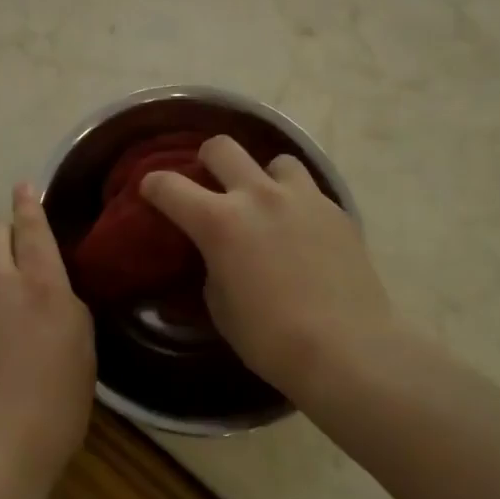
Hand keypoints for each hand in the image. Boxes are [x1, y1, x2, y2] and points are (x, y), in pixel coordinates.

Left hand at [0, 185, 95, 498]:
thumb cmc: (52, 408)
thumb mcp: (82, 351)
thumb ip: (65, 304)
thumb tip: (51, 288)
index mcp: (40, 284)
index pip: (32, 226)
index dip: (28, 202)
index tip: (23, 186)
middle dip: (5, 231)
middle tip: (20, 251)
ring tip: (4, 294)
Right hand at [140, 136, 393, 396]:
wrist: (348, 351)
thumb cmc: (272, 339)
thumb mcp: (221, 309)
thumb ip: (211, 269)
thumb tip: (215, 258)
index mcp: (219, 221)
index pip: (169, 185)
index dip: (153, 185)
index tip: (151, 191)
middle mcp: (257, 196)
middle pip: (222, 147)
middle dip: (207, 159)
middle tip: (209, 180)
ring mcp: (302, 198)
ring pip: (276, 160)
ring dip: (264, 177)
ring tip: (268, 203)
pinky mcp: (336, 210)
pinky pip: (310, 191)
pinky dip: (298, 204)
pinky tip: (303, 232)